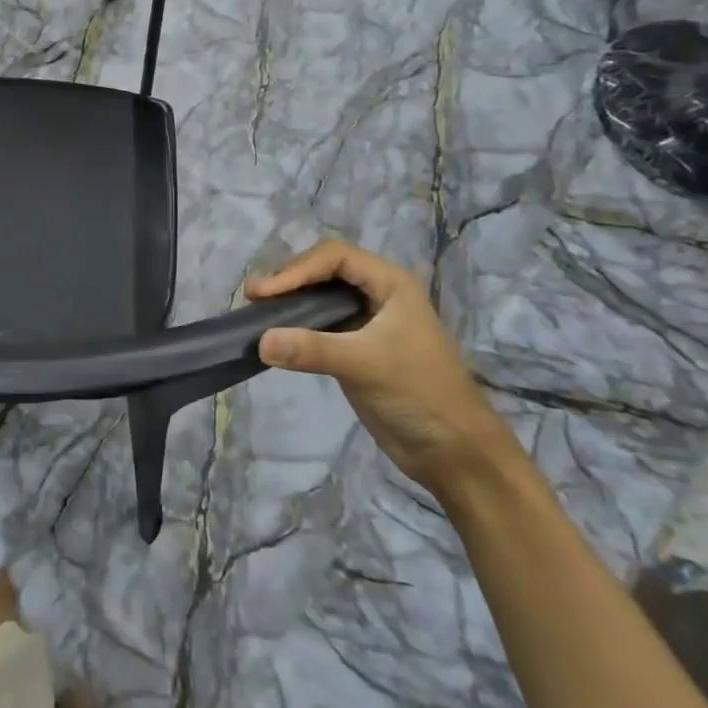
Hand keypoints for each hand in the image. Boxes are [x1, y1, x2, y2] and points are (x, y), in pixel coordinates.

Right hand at [245, 241, 514, 491]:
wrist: (454, 450)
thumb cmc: (420, 394)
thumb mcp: (366, 365)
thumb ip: (312, 349)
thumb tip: (260, 341)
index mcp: (391, 284)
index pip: (334, 257)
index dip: (296, 269)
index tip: (264, 293)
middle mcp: (378, 295)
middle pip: (323, 270)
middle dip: (288, 279)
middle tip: (253, 297)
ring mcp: (366, 322)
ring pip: (319, 296)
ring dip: (288, 300)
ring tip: (256, 311)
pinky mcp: (354, 348)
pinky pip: (318, 325)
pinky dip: (294, 325)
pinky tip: (273, 335)